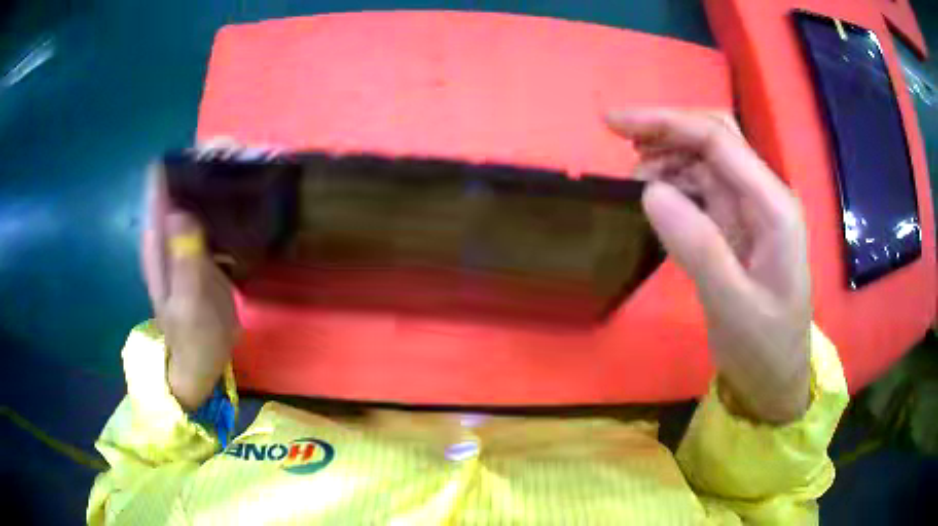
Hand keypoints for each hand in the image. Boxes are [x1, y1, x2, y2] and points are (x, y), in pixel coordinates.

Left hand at [141, 164, 239, 410]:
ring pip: (203, 194)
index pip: (162, 183)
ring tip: (256, 167)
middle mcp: (170, 231)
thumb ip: (183, 259)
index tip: (216, 150)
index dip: (184, 160)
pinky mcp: (207, 249)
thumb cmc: (191, 337)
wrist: (202, 362)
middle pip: (186, 181)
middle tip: (246, 156)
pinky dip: (232, 202)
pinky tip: (254, 197)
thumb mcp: (187, 303)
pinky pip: (218, 214)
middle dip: (211, 164)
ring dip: (224, 179)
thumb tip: (180, 210)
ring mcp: (189, 239)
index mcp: (157, 240)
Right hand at [607, 109, 810, 423]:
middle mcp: (764, 196)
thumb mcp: (732, 305)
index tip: (614, 124)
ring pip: (706, 161)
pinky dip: (674, 185)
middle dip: (666, 130)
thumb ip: (697, 246)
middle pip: (715, 139)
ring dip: (667, 159)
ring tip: (633, 182)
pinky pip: (703, 190)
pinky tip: (655, 199)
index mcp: (773, 207)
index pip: (719, 141)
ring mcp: (751, 210)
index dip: (666, 123)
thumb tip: (649, 190)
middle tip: (619, 142)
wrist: (776, 377)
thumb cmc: (764, 346)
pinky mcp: (737, 226)